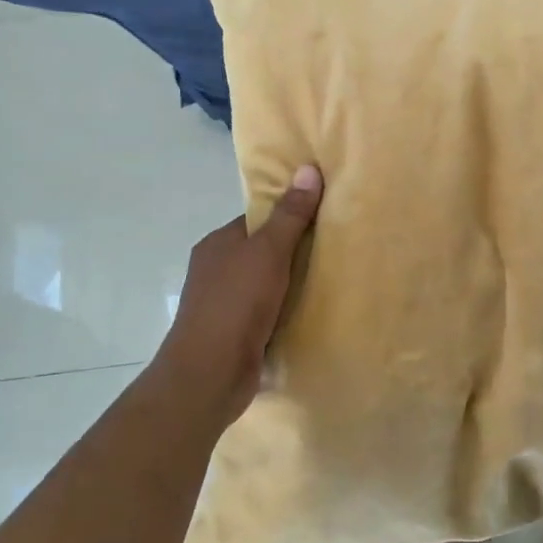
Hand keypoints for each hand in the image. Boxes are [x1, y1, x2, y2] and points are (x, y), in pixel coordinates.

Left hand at [157, 164, 322, 424]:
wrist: (209, 373)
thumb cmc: (237, 303)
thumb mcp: (269, 251)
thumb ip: (291, 215)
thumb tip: (308, 169)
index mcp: (217, 244)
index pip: (257, 221)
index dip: (288, 217)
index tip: (322, 219)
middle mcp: (215, 271)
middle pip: (261, 253)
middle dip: (293, 254)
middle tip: (333, 251)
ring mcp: (221, 305)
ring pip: (264, 285)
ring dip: (290, 287)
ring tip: (329, 282)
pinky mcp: (232, 334)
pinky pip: (264, 314)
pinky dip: (284, 313)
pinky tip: (309, 315)